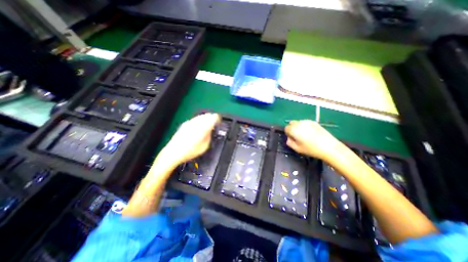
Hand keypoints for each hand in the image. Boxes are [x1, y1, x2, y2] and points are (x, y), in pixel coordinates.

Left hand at [160, 113, 220, 164]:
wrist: (173, 152)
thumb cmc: (190, 151)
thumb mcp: (205, 146)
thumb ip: (209, 136)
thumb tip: (210, 131)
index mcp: (203, 127)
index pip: (213, 117)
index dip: (218, 119)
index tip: (219, 123)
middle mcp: (196, 122)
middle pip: (207, 115)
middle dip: (212, 118)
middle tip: (214, 123)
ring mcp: (190, 122)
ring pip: (201, 116)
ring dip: (206, 119)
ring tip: (207, 124)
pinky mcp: (185, 124)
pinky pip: (195, 119)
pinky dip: (199, 120)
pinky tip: (199, 126)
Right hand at [284, 121, 342, 161]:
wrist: (329, 147)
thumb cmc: (311, 149)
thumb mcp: (297, 149)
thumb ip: (289, 143)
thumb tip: (289, 139)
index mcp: (294, 130)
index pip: (286, 128)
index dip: (288, 134)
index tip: (292, 139)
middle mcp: (299, 123)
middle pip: (291, 123)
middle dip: (292, 129)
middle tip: (297, 137)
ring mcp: (307, 122)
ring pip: (298, 122)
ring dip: (298, 127)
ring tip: (305, 135)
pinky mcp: (314, 122)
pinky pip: (305, 122)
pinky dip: (305, 126)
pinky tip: (311, 133)